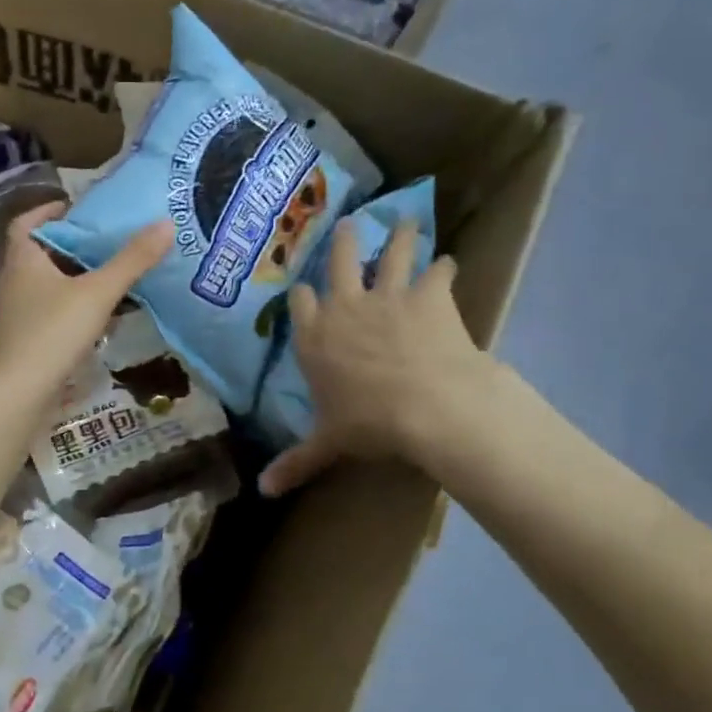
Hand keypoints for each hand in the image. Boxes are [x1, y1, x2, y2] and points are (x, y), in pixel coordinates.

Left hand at [0, 203, 171, 405]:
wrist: (18, 395)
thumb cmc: (53, 334)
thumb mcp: (98, 294)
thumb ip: (132, 261)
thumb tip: (166, 223)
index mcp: (22, 261)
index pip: (26, 223)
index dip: (47, 211)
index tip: (74, 207)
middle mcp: (10, 283)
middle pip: (36, 255)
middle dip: (66, 247)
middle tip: (101, 243)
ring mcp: (11, 316)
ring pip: (40, 287)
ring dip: (67, 281)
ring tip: (102, 280)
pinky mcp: (18, 343)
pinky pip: (43, 315)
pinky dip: (64, 311)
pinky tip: (90, 323)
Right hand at [259, 219, 495, 495]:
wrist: (427, 405)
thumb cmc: (369, 424)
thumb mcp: (328, 444)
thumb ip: (296, 462)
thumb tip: (262, 492)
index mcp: (315, 338)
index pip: (301, 304)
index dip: (305, 294)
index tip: (307, 289)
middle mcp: (345, 307)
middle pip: (340, 261)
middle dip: (345, 242)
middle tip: (349, 223)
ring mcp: (388, 295)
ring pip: (391, 253)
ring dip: (399, 235)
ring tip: (406, 219)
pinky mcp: (429, 295)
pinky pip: (437, 272)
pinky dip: (444, 267)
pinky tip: (449, 262)